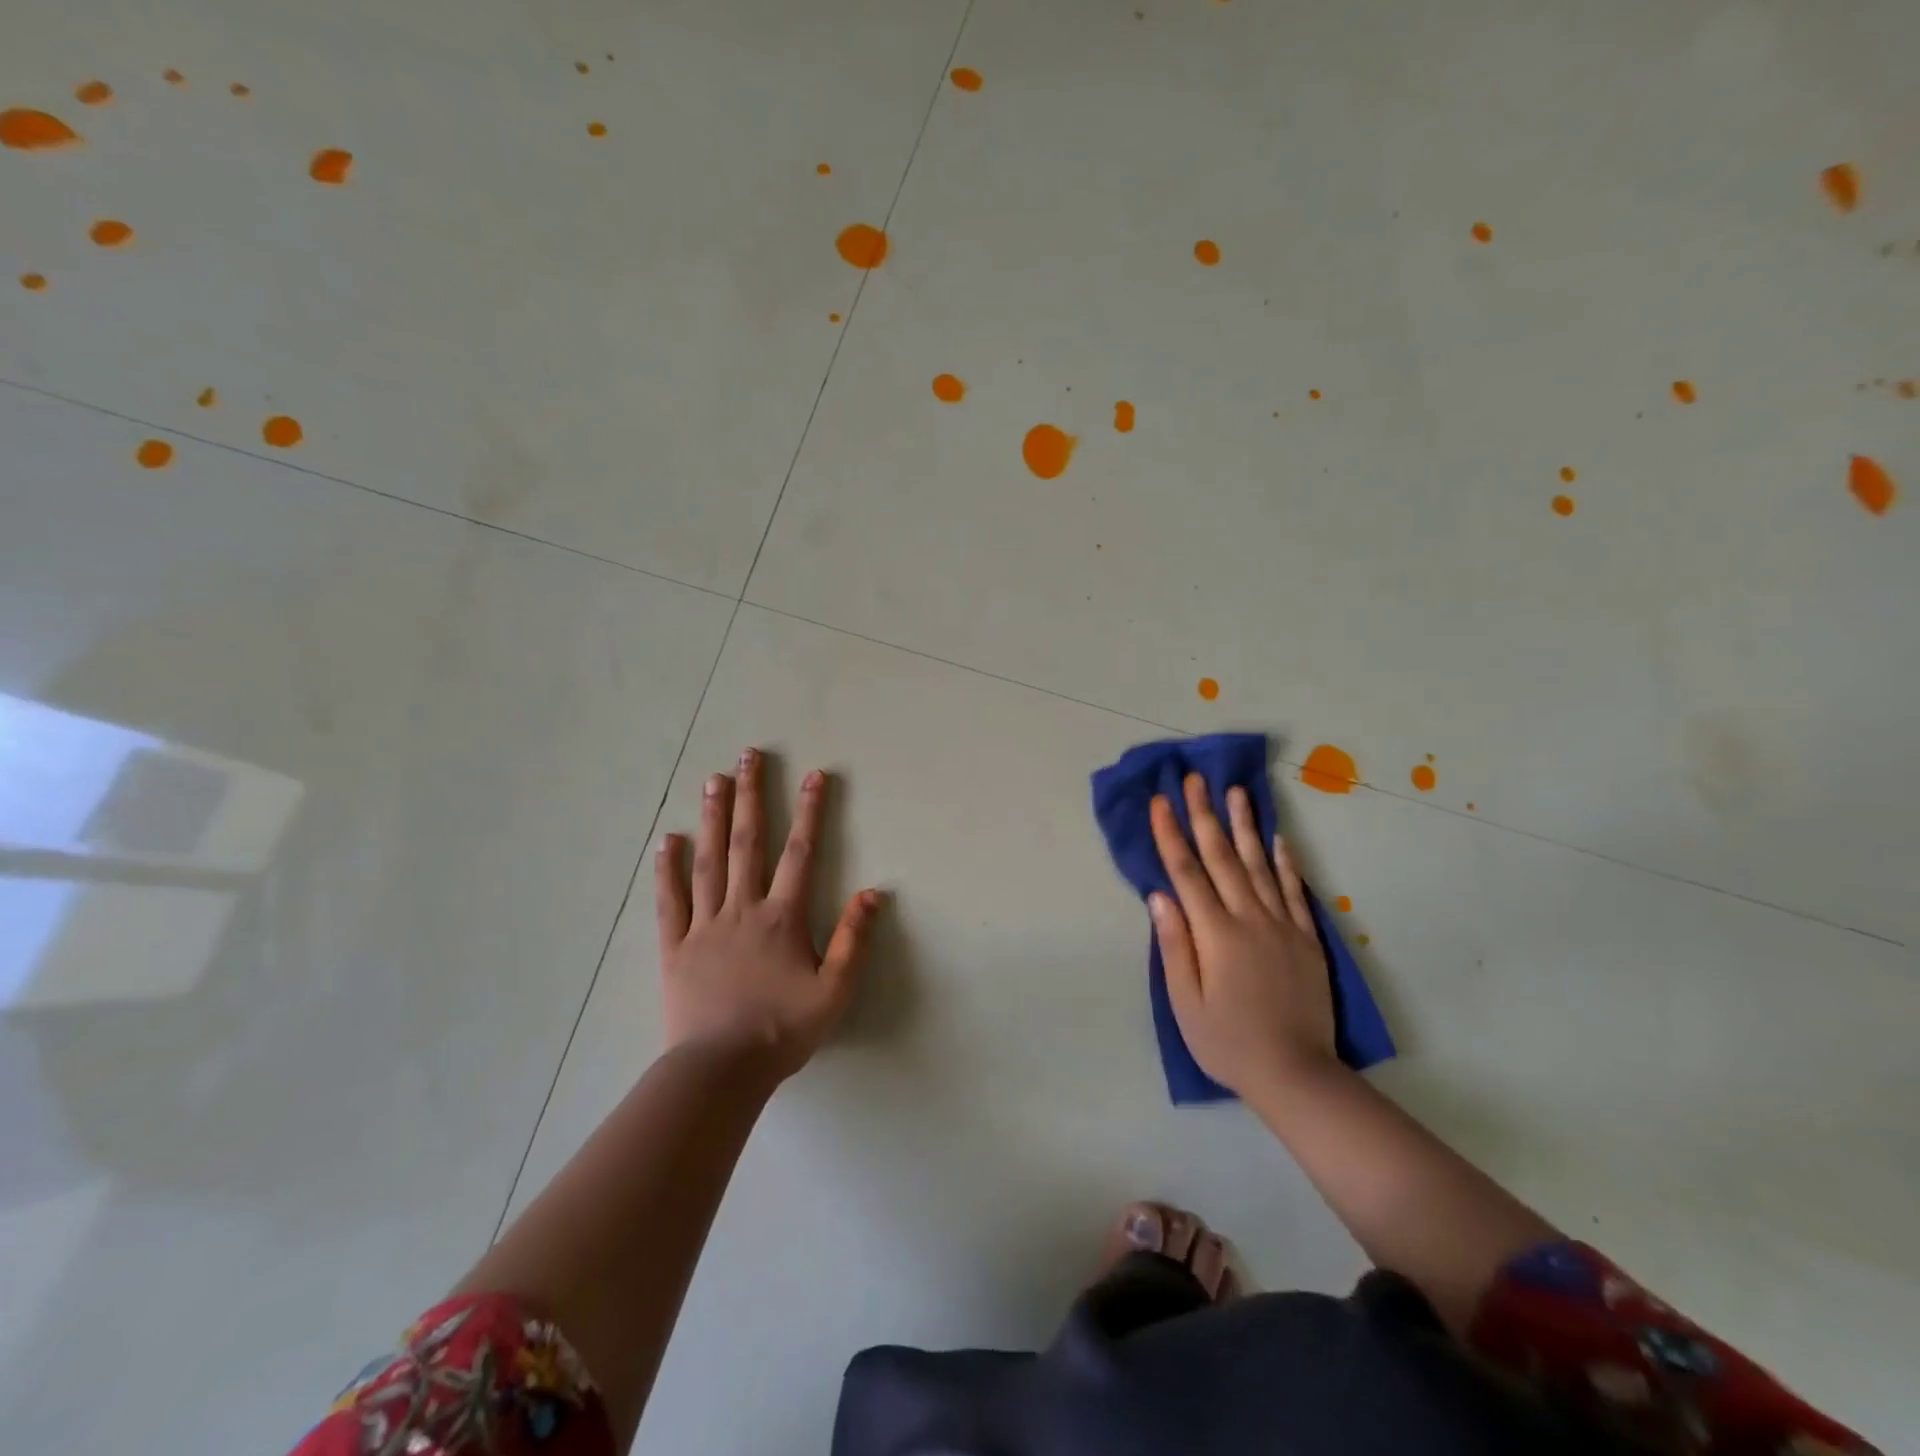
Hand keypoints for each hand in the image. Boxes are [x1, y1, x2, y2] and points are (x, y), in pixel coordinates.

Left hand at [655, 748, 881, 1080]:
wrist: (721, 1070)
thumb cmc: (782, 1031)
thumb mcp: (834, 991)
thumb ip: (853, 940)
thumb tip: (874, 892)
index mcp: (781, 917)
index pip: (800, 852)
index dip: (810, 811)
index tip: (815, 775)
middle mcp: (742, 909)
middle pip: (748, 842)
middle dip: (751, 796)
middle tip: (747, 756)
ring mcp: (704, 925)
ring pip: (708, 861)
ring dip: (713, 818)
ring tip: (713, 780)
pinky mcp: (675, 947)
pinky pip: (670, 902)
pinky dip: (668, 870)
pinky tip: (667, 840)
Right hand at [1147, 775, 1338, 1099]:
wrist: (1297, 1074)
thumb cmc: (1228, 1042)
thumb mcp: (1186, 1003)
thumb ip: (1174, 945)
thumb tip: (1159, 896)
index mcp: (1215, 934)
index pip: (1187, 872)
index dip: (1171, 834)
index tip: (1160, 801)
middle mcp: (1249, 919)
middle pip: (1222, 857)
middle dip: (1205, 815)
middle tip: (1195, 779)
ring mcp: (1282, 926)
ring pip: (1259, 865)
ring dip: (1244, 825)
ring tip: (1236, 792)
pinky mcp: (1306, 939)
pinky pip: (1294, 891)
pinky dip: (1285, 862)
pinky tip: (1277, 838)